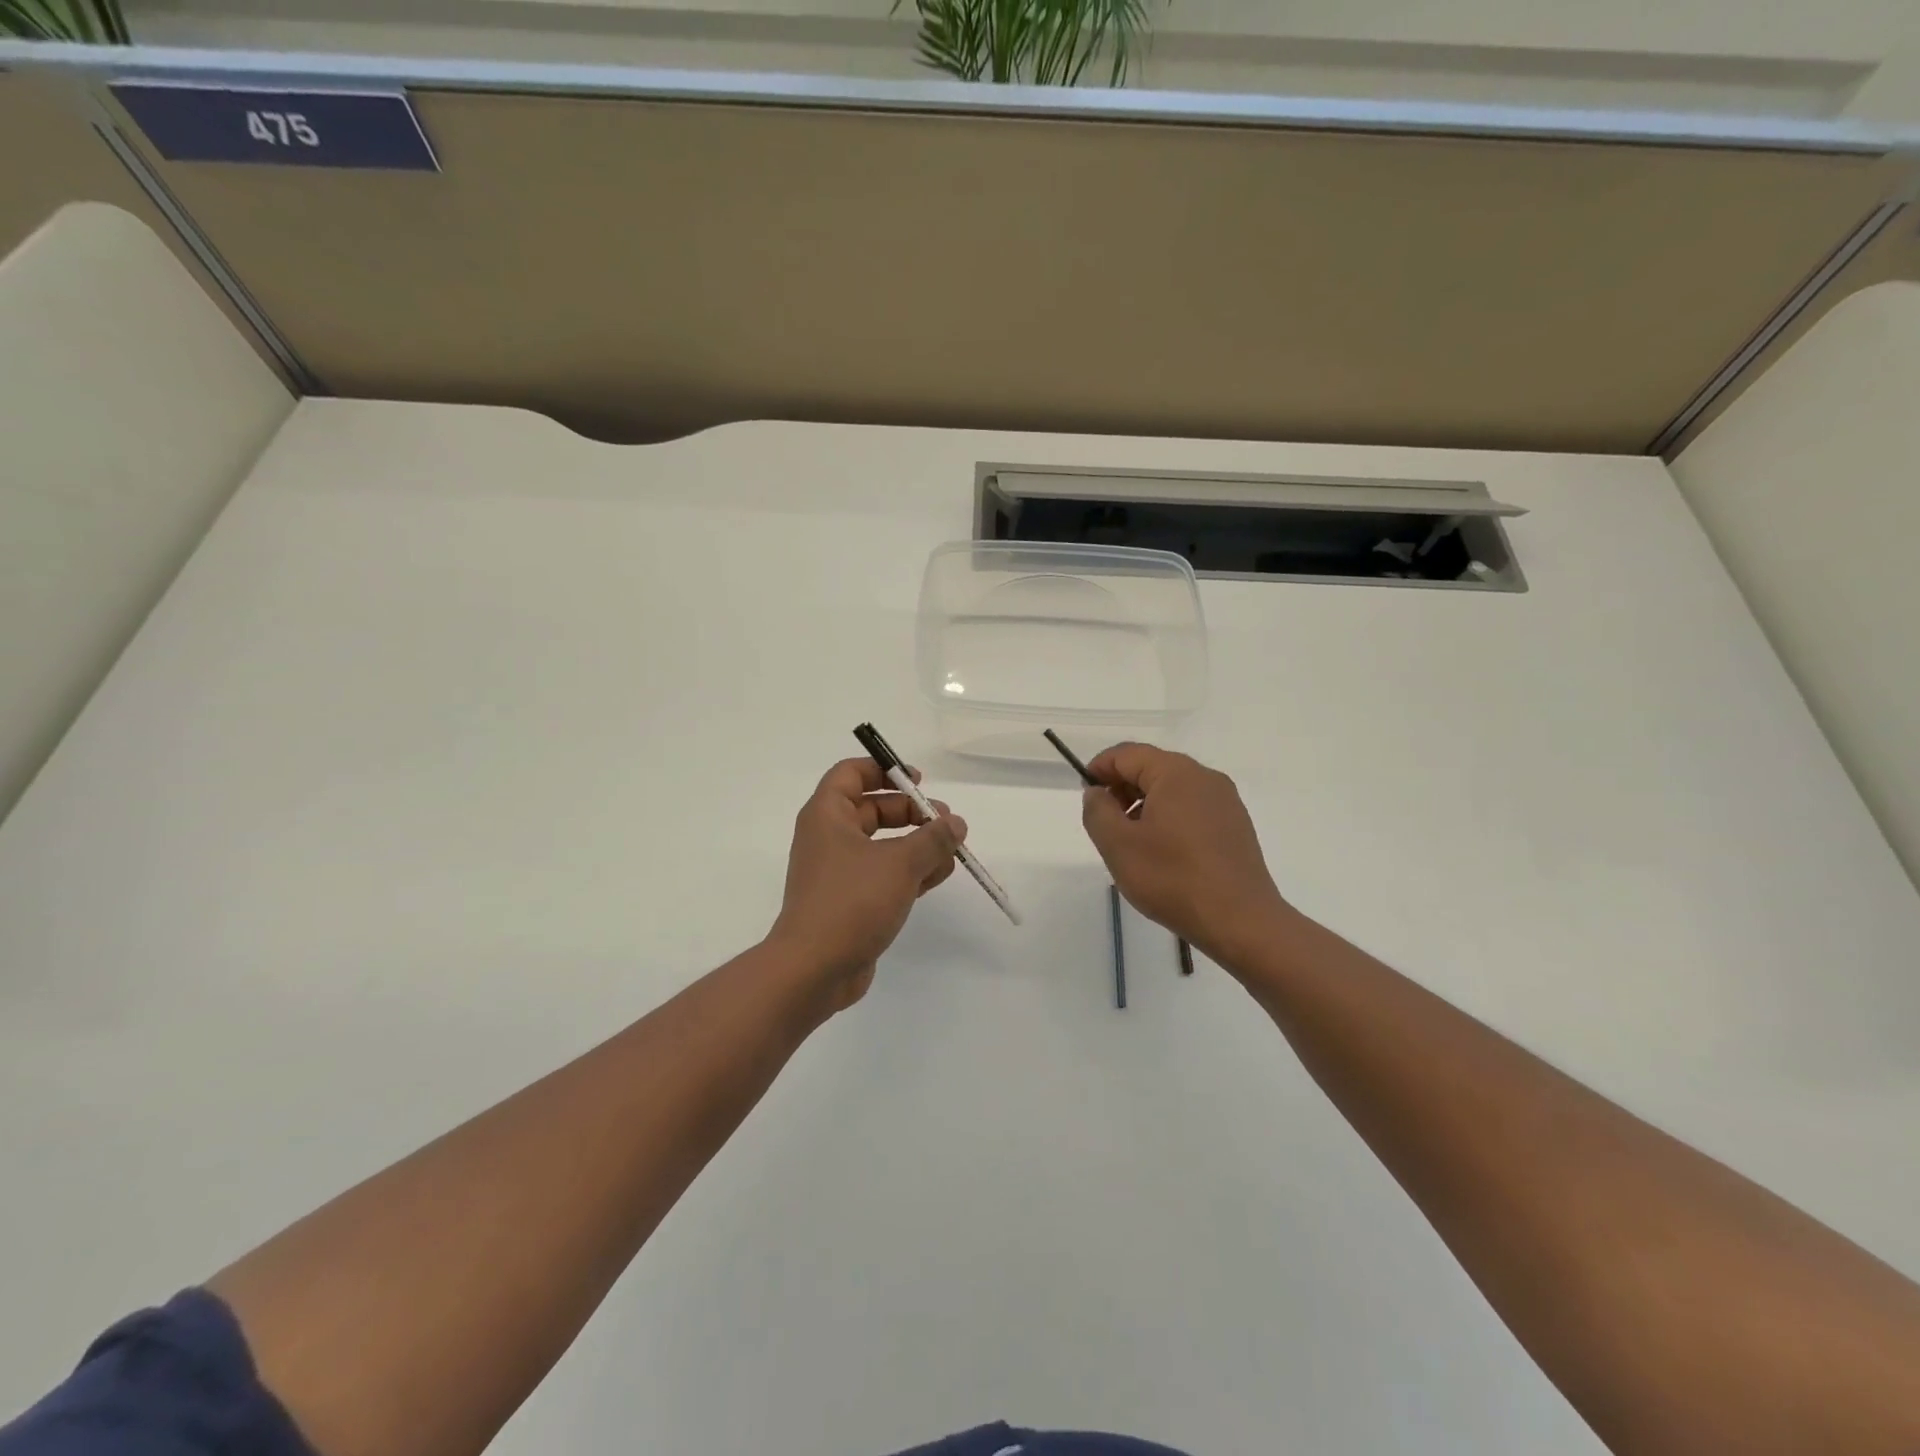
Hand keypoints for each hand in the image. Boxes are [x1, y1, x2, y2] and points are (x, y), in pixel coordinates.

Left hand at [766, 757, 966, 1012]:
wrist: (813, 969)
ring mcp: (838, 872)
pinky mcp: (849, 901)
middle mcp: (829, 838)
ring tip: (951, 852)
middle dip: (911, 812)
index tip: (918, 781)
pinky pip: (882, 874)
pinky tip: (938, 876)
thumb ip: (933, 839)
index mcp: (827, 815)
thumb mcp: (900, 863)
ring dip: (916, 844)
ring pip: (882, 844)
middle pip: (872, 808)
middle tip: (946, 821)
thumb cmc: (851, 901)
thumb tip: (955, 823)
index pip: (851, 773)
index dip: (884, 769)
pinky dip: (909, 871)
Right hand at [1081, 743, 1291, 963]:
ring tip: (1131, 841)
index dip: (1100, 768)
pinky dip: (1169, 818)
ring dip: (1145, 804)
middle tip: (1105, 821)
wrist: (1241, 921)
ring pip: (1173, 789)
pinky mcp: (1236, 826)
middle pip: (1152, 767)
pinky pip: (1193, 808)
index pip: (1127, 754)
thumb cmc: (1172, 879)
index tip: (1086, 794)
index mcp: (1176, 773)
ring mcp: (1225, 801)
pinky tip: (1163, 852)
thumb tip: (1097, 792)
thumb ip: (1098, 810)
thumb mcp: (1118, 845)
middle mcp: (1205, 777)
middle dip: (1122, 787)